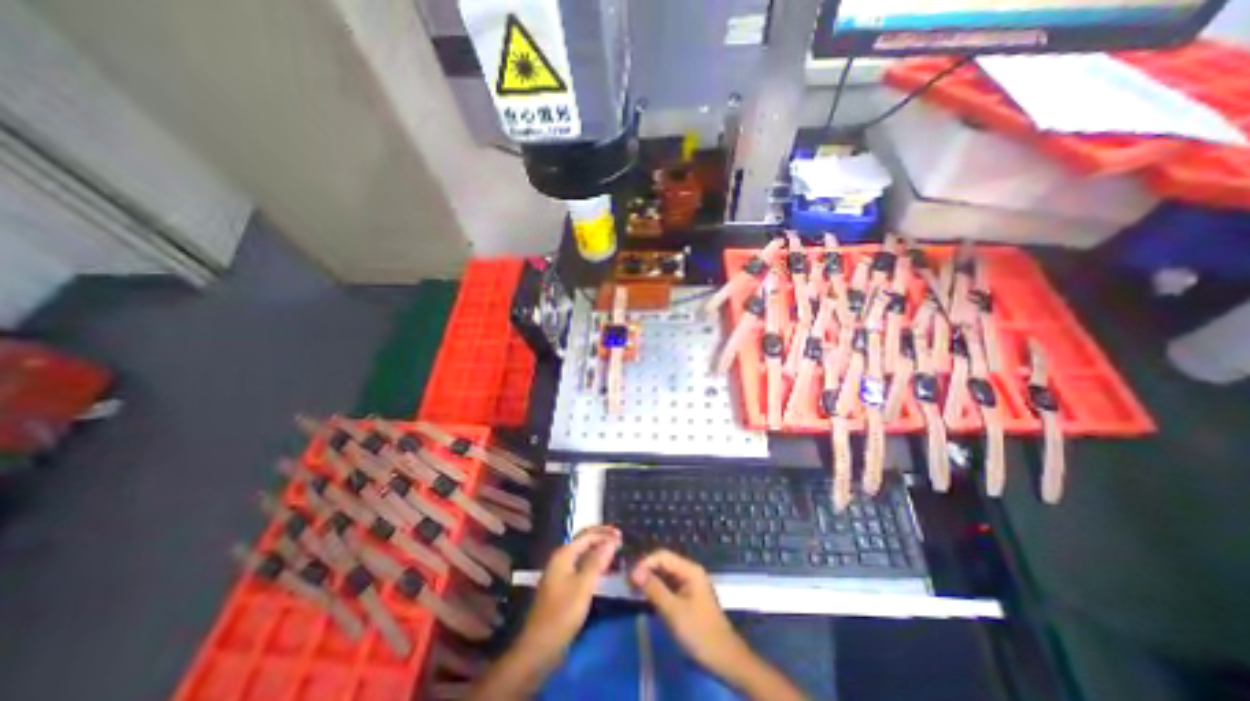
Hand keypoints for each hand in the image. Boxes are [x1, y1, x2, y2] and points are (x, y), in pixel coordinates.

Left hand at [518, 527, 617, 662]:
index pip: (587, 535)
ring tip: (615, 552)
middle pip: (583, 541)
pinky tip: (603, 569)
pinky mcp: (562, 585)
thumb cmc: (562, 614)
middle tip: (619, 539)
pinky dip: (593, 563)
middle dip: (601, 538)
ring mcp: (560, 572)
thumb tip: (612, 540)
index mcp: (564, 554)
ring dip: (598, 550)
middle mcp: (561, 558)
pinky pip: (581, 565)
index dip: (605, 533)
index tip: (622, 536)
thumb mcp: (583, 586)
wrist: (539, 648)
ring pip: (583, 553)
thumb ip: (598, 561)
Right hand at [629, 546, 744, 672]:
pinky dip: (657, 590)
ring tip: (633, 590)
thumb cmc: (699, 632)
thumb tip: (634, 571)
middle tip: (628, 584)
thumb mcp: (673, 611)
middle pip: (663, 564)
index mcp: (689, 570)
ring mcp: (689, 585)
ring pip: (665, 576)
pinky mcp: (687, 597)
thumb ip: (654, 589)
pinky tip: (646, 598)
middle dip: (646, 571)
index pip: (662, 556)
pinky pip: (668, 587)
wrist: (724, 658)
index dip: (645, 563)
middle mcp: (689, 572)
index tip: (630, 577)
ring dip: (650, 581)